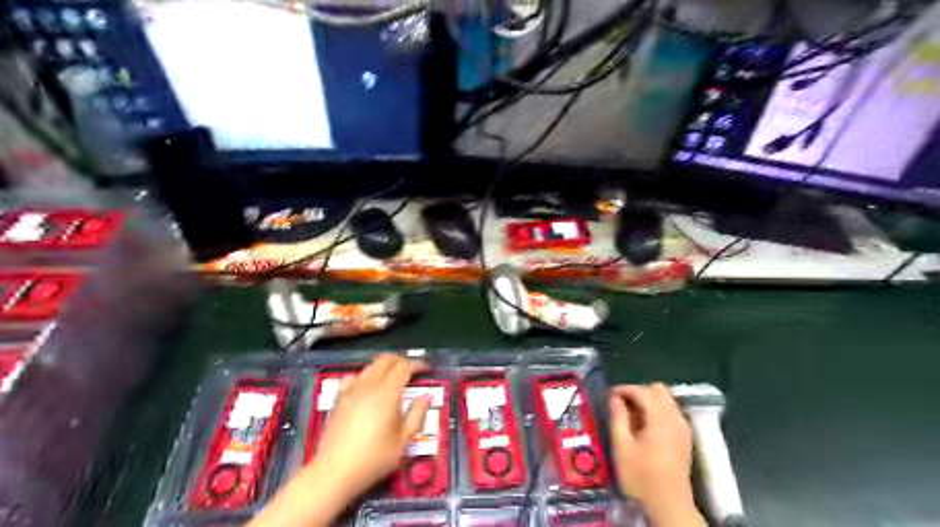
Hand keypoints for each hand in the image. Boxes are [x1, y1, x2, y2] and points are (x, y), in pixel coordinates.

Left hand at [316, 354, 431, 498]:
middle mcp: (369, 386)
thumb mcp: (403, 441)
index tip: (427, 368)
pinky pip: (353, 377)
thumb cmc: (374, 459)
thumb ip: (417, 415)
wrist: (334, 472)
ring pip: (370, 366)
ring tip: (393, 377)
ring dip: (384, 367)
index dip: (418, 364)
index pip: (404, 367)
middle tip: (411, 369)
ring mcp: (351, 391)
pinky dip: (364, 376)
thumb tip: (426, 397)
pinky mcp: (339, 399)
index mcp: (387, 394)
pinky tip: (367, 387)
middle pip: (385, 360)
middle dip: (401, 360)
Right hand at [605, 382, 700, 525]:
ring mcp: (683, 427)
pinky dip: (656, 410)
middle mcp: (675, 418)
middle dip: (637, 392)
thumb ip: (618, 417)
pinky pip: (671, 411)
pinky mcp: (685, 437)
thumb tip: (614, 398)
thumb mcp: (622, 447)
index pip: (642, 390)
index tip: (608, 397)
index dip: (623, 389)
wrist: (669, 506)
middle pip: (657, 390)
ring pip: (666, 399)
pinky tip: (644, 426)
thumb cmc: (641, 477)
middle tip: (620, 405)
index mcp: (660, 418)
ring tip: (630, 416)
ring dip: (647, 400)